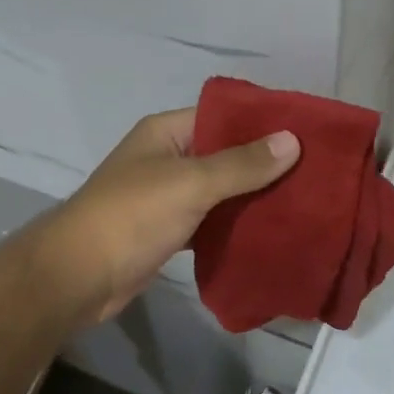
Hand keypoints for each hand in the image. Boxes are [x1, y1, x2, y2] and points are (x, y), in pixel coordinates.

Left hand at [32, 108, 299, 325]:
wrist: (79, 276)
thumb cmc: (132, 216)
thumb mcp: (190, 183)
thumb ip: (241, 164)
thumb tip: (292, 140)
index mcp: (166, 133)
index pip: (222, 116)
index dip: (261, 124)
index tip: (306, 134)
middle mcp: (167, 158)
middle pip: (224, 154)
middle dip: (264, 165)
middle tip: (314, 173)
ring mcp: (166, 197)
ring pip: (219, 191)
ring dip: (252, 197)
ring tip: (303, 201)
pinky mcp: (168, 231)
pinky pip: (210, 221)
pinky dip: (234, 226)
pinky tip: (270, 232)